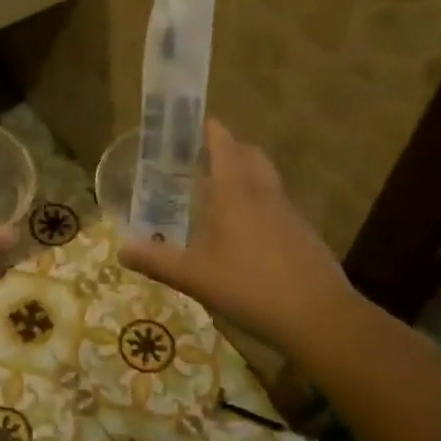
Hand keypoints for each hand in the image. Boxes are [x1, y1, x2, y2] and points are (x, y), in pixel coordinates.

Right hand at [121, 120, 358, 353]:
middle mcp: (264, 193)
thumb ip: (156, 261)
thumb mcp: (194, 276)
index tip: (195, 122)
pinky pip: (277, 204)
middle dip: (230, 148)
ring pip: (266, 179)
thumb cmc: (250, 286)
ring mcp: (289, 212)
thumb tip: (121, 250)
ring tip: (220, 191)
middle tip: (202, 156)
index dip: (210, 130)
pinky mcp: (303, 234)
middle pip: (250, 155)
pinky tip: (245, 230)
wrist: (319, 317)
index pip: (224, 145)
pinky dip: (259, 202)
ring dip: (246, 174)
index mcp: (236, 192)